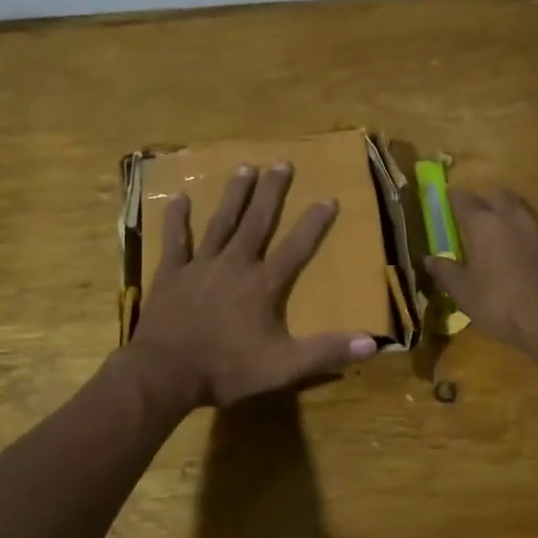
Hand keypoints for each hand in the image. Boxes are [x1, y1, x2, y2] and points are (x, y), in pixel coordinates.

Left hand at [127, 163, 377, 409]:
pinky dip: (177, 219)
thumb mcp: (284, 367)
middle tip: (282, 163)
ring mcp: (200, 266)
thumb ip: (326, 351)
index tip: (328, 197)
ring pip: (220, 222)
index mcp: (262, 285)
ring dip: (234, 195)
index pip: (295, 247)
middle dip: (271, 192)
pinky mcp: (171, 273)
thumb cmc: (227, 369)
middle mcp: (234, 265)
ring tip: (245, 168)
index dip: (314, 223)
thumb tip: (372, 343)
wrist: (164, 374)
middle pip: (257, 222)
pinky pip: (175, 240)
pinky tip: (180, 198)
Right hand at [424, 188, 537, 356]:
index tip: (447, 200)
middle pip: (499, 195)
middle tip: (477, 217)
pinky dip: (529, 236)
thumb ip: (446, 272)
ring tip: (502, 236)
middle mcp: (513, 217)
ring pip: (523, 210)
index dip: (453, 198)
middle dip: (487, 201)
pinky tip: (526, 256)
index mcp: (484, 224)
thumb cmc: (502, 304)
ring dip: (510, 216)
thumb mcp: (464, 293)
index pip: (464, 199)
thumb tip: (429, 258)